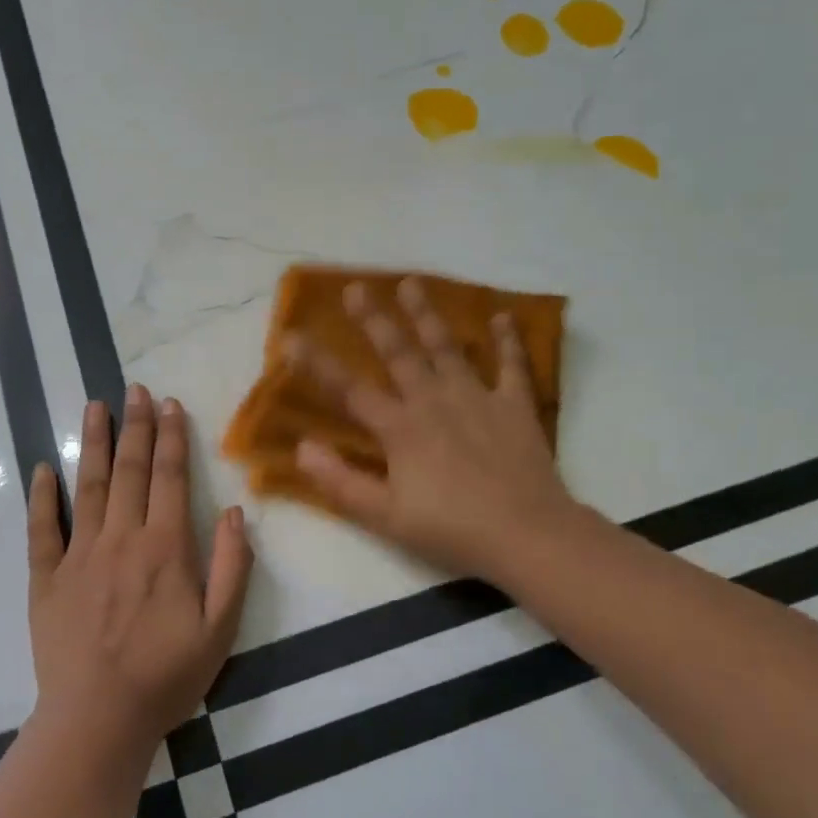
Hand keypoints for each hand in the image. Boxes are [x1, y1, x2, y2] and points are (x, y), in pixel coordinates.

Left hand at [27, 386, 252, 760]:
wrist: (98, 720)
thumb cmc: (167, 676)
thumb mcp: (221, 629)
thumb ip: (232, 567)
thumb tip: (236, 512)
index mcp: (165, 548)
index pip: (170, 478)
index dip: (172, 438)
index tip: (170, 404)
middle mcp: (121, 539)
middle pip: (129, 470)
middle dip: (135, 426)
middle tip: (136, 389)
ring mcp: (78, 556)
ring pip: (87, 486)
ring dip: (92, 443)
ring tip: (95, 406)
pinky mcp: (46, 579)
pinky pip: (42, 530)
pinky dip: (41, 497)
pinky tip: (42, 468)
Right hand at [290, 277, 581, 584]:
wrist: (527, 534)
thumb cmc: (451, 530)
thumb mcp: (386, 517)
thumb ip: (341, 482)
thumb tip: (301, 448)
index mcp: (400, 429)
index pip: (349, 390)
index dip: (317, 364)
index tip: (291, 336)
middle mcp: (433, 401)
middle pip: (398, 353)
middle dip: (374, 319)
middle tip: (356, 287)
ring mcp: (476, 398)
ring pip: (446, 347)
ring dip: (427, 315)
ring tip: (412, 283)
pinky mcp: (514, 405)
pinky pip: (511, 365)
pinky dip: (508, 340)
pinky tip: (503, 316)